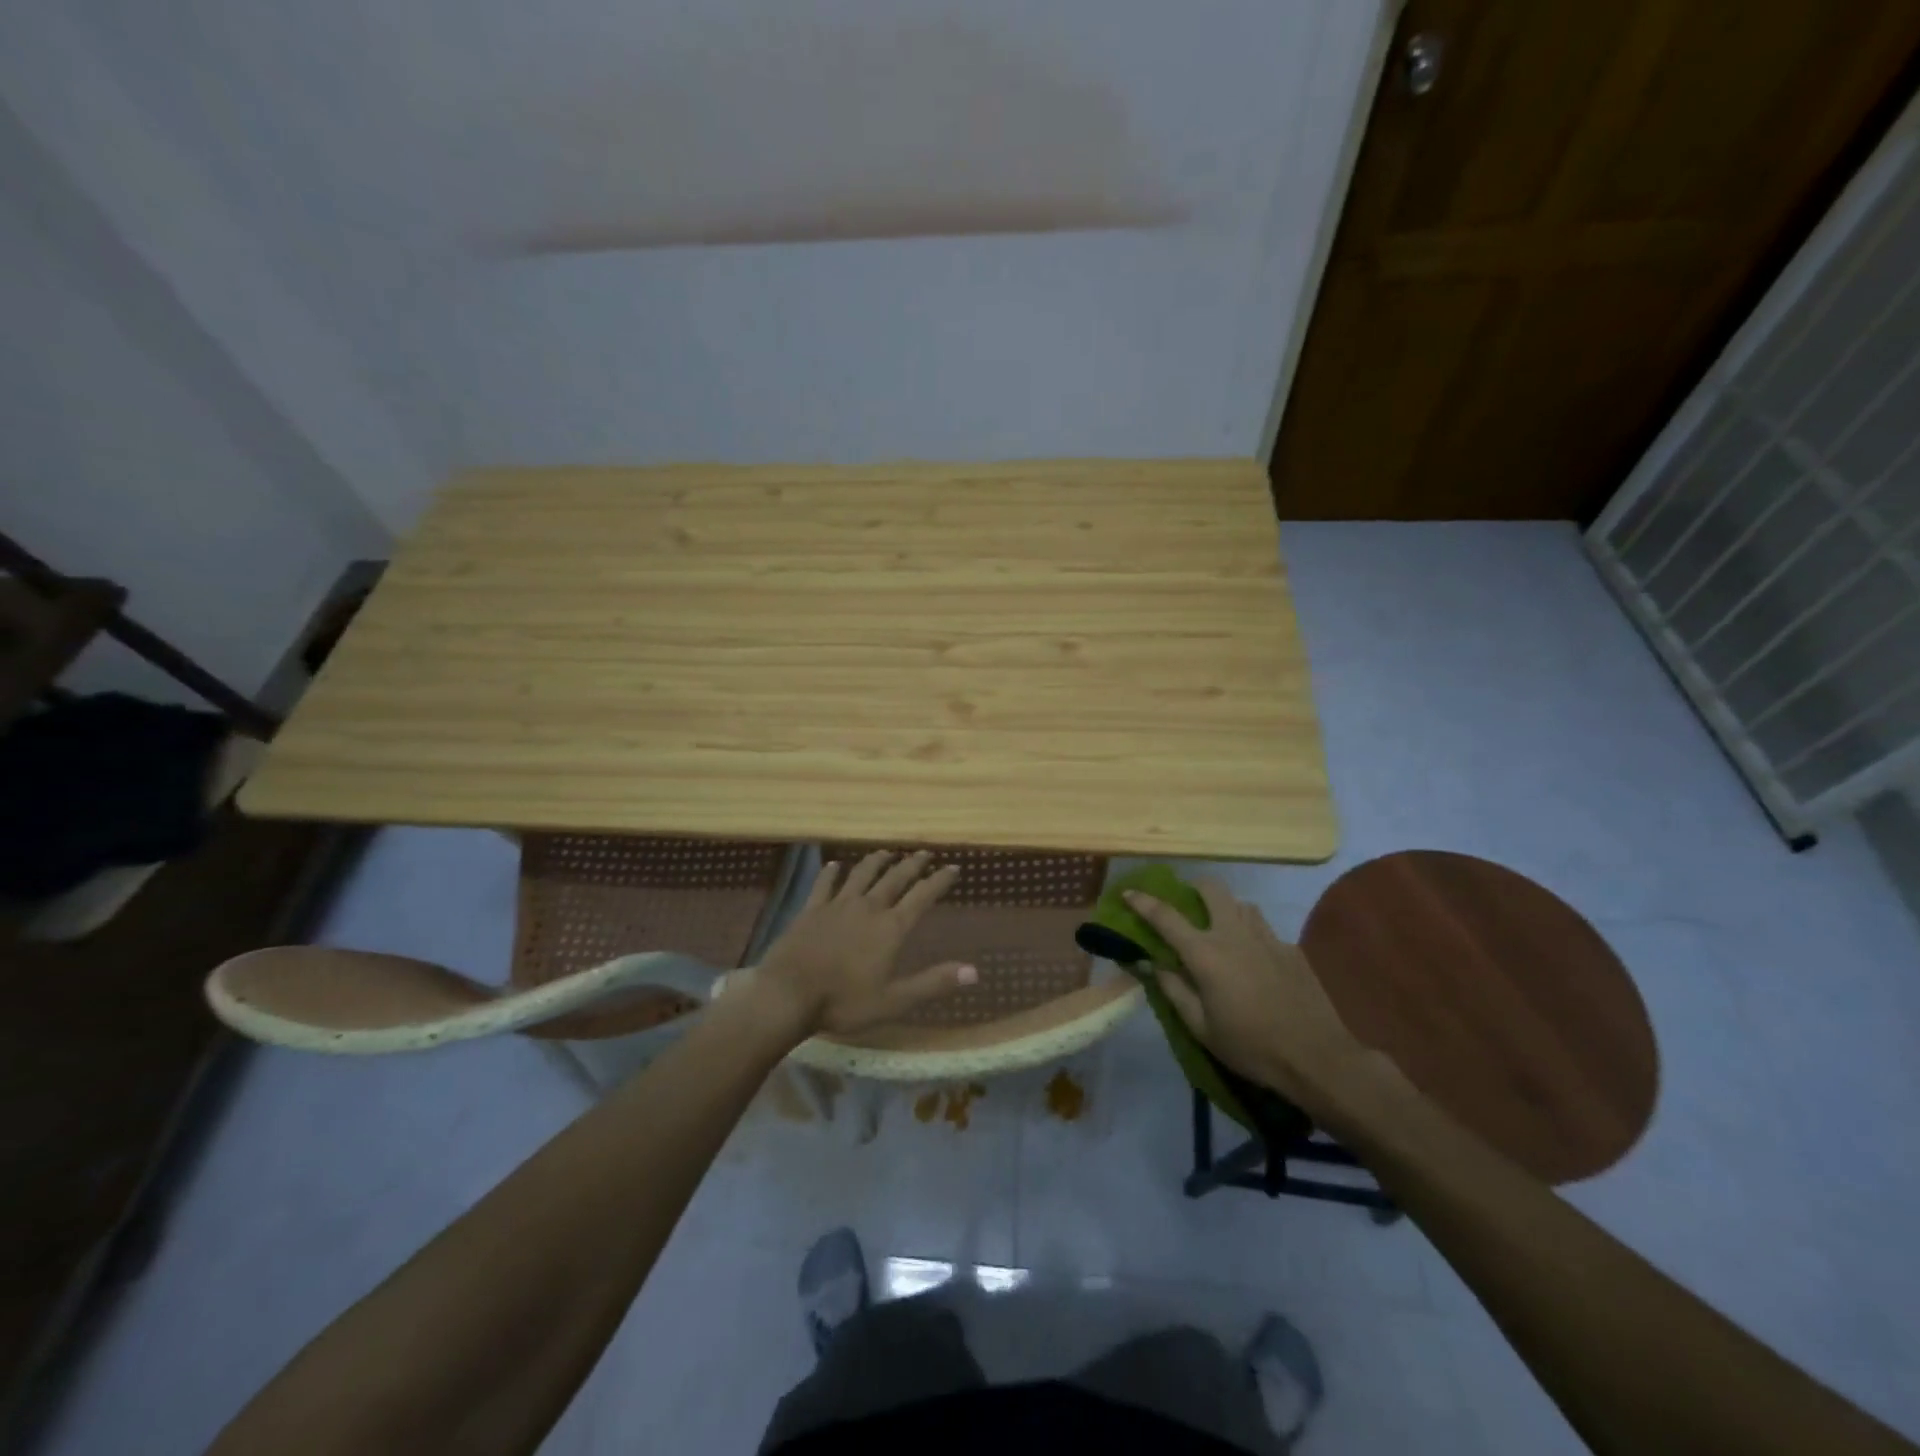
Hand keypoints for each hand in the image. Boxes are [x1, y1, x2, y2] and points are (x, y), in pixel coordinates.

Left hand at [750, 849, 976, 1039]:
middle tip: (924, 853)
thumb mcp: (894, 1001)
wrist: (788, 994)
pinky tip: (835, 864)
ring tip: (886, 852)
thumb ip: (933, 983)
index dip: (939, 880)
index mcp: (891, 928)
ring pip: (862, 874)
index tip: (953, 867)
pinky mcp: (812, 909)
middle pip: (895, 878)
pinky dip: (832, 872)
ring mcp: (837, 905)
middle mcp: (868, 907)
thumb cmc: (843, 1002)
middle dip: (912, 864)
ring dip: (877, 861)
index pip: (922, 896)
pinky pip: (825, 883)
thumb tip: (975, 971)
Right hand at [1123, 880, 1365, 1102]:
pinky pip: (1264, 928)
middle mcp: (1233, 934)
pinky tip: (1254, 960)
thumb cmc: (1250, 1047)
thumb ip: (1174, 990)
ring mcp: (1266, 937)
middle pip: (1211, 889)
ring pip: (1241, 904)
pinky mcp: (1290, 949)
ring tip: (1221, 930)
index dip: (1142, 901)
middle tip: (1186, 904)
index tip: (1128, 893)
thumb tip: (1153, 964)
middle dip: (1193, 888)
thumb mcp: (1201, 1028)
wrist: (1316, 1057)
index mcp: (1205, 953)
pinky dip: (1251, 934)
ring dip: (1225, 909)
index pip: (1165, 916)